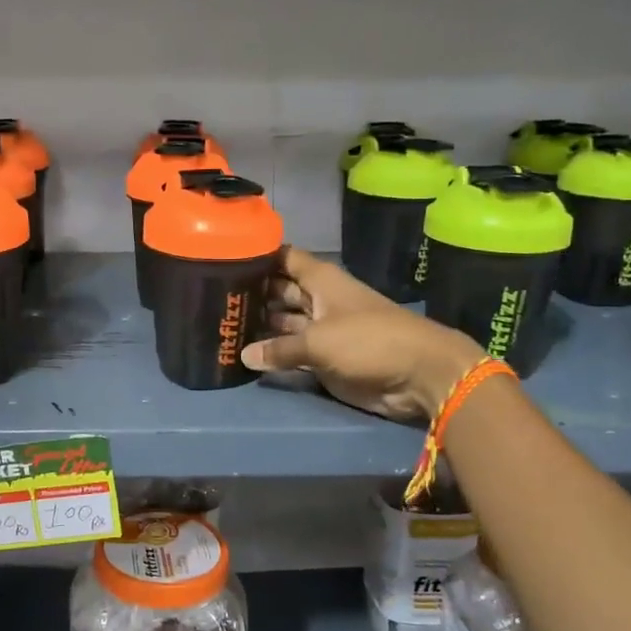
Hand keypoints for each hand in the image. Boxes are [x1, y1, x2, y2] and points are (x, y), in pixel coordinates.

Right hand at [241, 247, 484, 421]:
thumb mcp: (318, 341)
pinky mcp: (325, 358)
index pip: (284, 258)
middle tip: (213, 300)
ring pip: (284, 323)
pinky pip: (292, 353)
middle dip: (252, 294)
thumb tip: (244, 355)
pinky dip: (274, 355)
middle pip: (279, 291)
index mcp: (321, 280)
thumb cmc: (369, 341)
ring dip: (260, 327)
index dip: (258, 255)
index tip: (224, 257)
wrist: (418, 376)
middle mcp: (318, 300)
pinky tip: (244, 356)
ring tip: (221, 328)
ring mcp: (321, 330)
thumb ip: (280, 349)